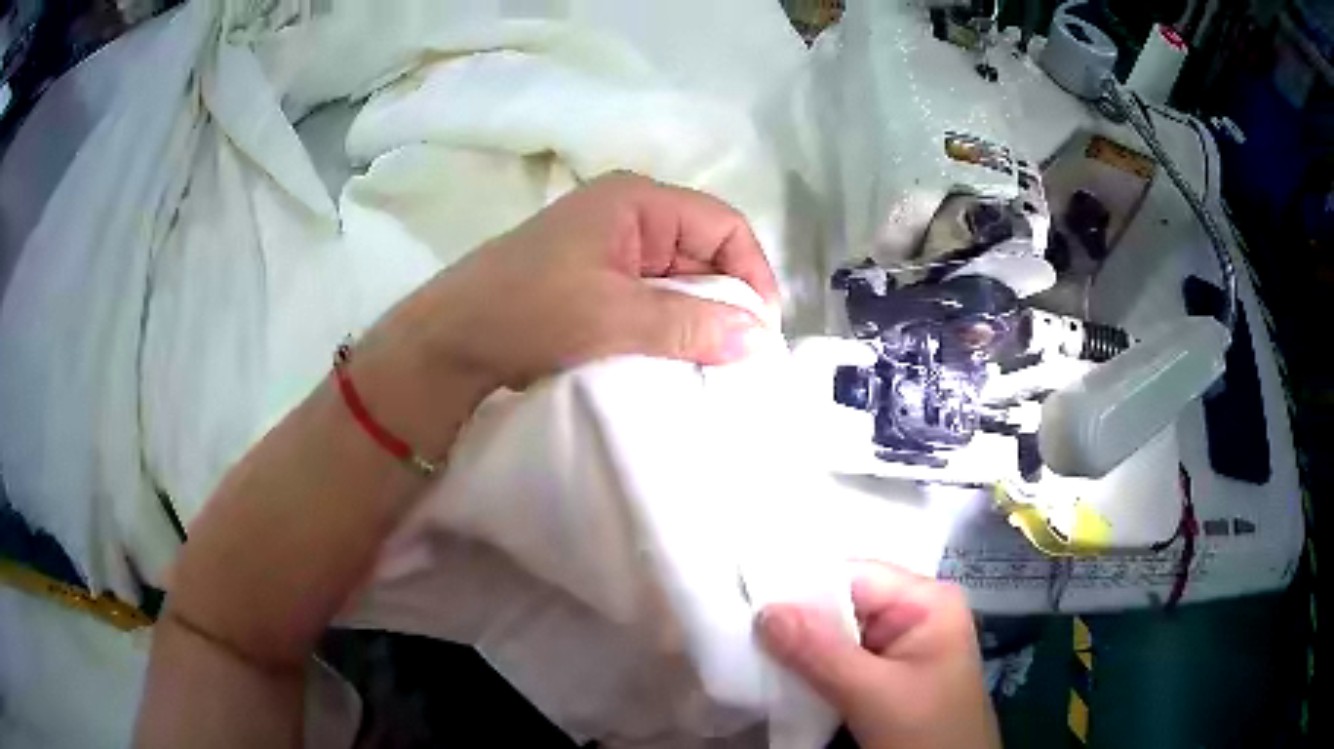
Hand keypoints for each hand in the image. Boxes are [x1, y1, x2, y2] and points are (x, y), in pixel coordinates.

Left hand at [370, 170, 779, 393]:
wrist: (449, 342)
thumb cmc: (527, 311)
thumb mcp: (613, 316)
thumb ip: (689, 324)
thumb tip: (758, 337)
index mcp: (637, 201)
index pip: (723, 225)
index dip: (751, 272)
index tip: (760, 330)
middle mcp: (630, 216)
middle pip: (704, 251)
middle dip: (726, 300)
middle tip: (741, 356)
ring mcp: (611, 249)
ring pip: (679, 278)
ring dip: (698, 318)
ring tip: (713, 362)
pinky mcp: (597, 281)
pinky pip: (652, 298)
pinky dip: (669, 326)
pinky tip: (677, 356)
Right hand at [758, 563, 999, 748]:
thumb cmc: (925, 730)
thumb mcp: (875, 693)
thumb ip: (821, 652)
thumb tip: (764, 609)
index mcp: (926, 601)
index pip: (854, 575)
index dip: (801, 585)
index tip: (747, 600)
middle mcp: (912, 613)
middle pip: (842, 602)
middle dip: (795, 619)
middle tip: (741, 630)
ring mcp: (898, 645)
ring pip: (835, 633)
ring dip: (798, 646)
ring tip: (751, 651)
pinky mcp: (883, 675)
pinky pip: (837, 659)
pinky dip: (809, 667)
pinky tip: (780, 674)